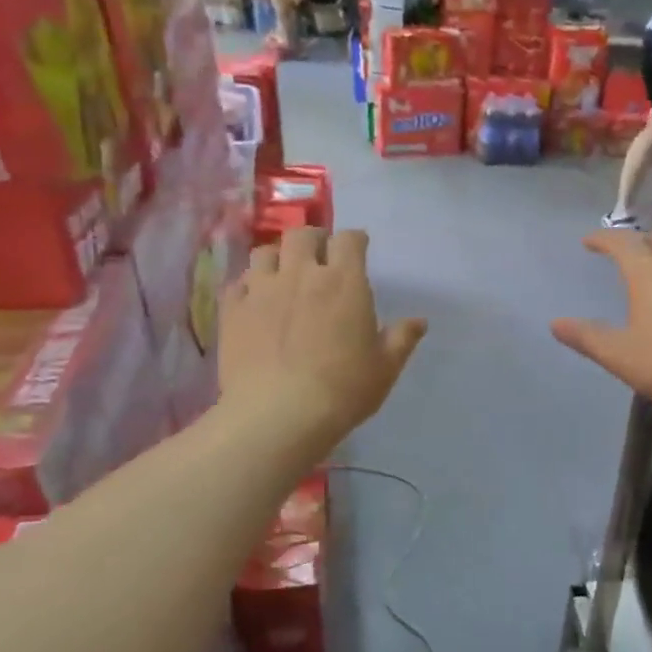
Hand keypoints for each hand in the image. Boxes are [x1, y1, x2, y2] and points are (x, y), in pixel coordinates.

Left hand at [220, 227, 424, 455]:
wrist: (278, 415)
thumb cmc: (343, 390)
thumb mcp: (385, 368)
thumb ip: (402, 339)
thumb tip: (419, 321)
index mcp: (344, 282)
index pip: (349, 240)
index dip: (355, 241)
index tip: (359, 249)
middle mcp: (301, 274)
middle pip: (302, 235)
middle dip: (314, 240)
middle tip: (320, 256)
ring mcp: (261, 289)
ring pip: (265, 252)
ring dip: (278, 258)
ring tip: (284, 275)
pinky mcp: (232, 310)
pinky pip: (238, 283)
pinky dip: (249, 286)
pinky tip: (255, 302)